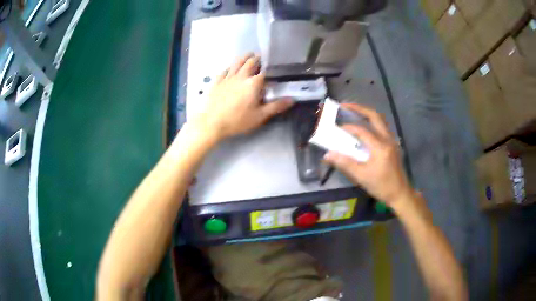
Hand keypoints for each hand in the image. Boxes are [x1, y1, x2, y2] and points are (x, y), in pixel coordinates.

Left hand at [190, 54, 293, 141]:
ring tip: (249, 55)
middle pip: (250, 63)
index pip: (265, 72)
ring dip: (244, 58)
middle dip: (257, 59)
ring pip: (237, 63)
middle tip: (261, 57)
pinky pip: (224, 71)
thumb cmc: (237, 120)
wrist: (212, 123)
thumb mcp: (259, 116)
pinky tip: (230, 68)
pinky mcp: (217, 82)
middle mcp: (241, 76)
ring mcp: (227, 78)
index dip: (270, 68)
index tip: (274, 66)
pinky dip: (230, 68)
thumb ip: (276, 106)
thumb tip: (292, 99)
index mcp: (253, 83)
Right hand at [324, 103, 412, 206]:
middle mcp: (387, 139)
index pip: (362, 131)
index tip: (337, 128)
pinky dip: (372, 122)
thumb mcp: (362, 177)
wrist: (400, 193)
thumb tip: (328, 154)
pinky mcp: (392, 144)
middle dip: (359, 109)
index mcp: (380, 147)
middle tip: (345, 106)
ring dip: (366, 114)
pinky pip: (382, 127)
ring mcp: (392, 141)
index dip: (348, 127)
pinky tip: (365, 126)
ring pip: (380, 120)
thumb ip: (345, 163)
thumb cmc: (381, 186)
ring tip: (354, 112)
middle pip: (375, 116)